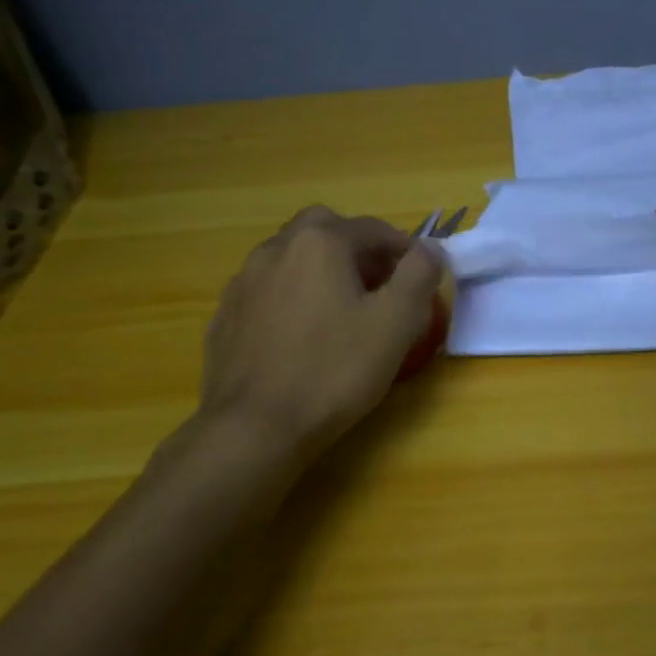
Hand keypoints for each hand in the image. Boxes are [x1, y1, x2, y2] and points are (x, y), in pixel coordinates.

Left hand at [200, 206, 443, 456]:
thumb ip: (419, 275)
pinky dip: (292, 297)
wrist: (255, 427)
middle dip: (357, 249)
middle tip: (378, 286)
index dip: (404, 250)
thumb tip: (430, 249)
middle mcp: (277, 249)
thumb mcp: (395, 322)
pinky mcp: (226, 315)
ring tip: (342, 312)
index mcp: (321, 243)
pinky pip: (269, 290)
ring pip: (292, 257)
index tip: (420, 280)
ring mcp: (244, 281)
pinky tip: (302, 336)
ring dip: (322, 270)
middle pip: (326, 230)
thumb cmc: (334, 371)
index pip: (374, 229)